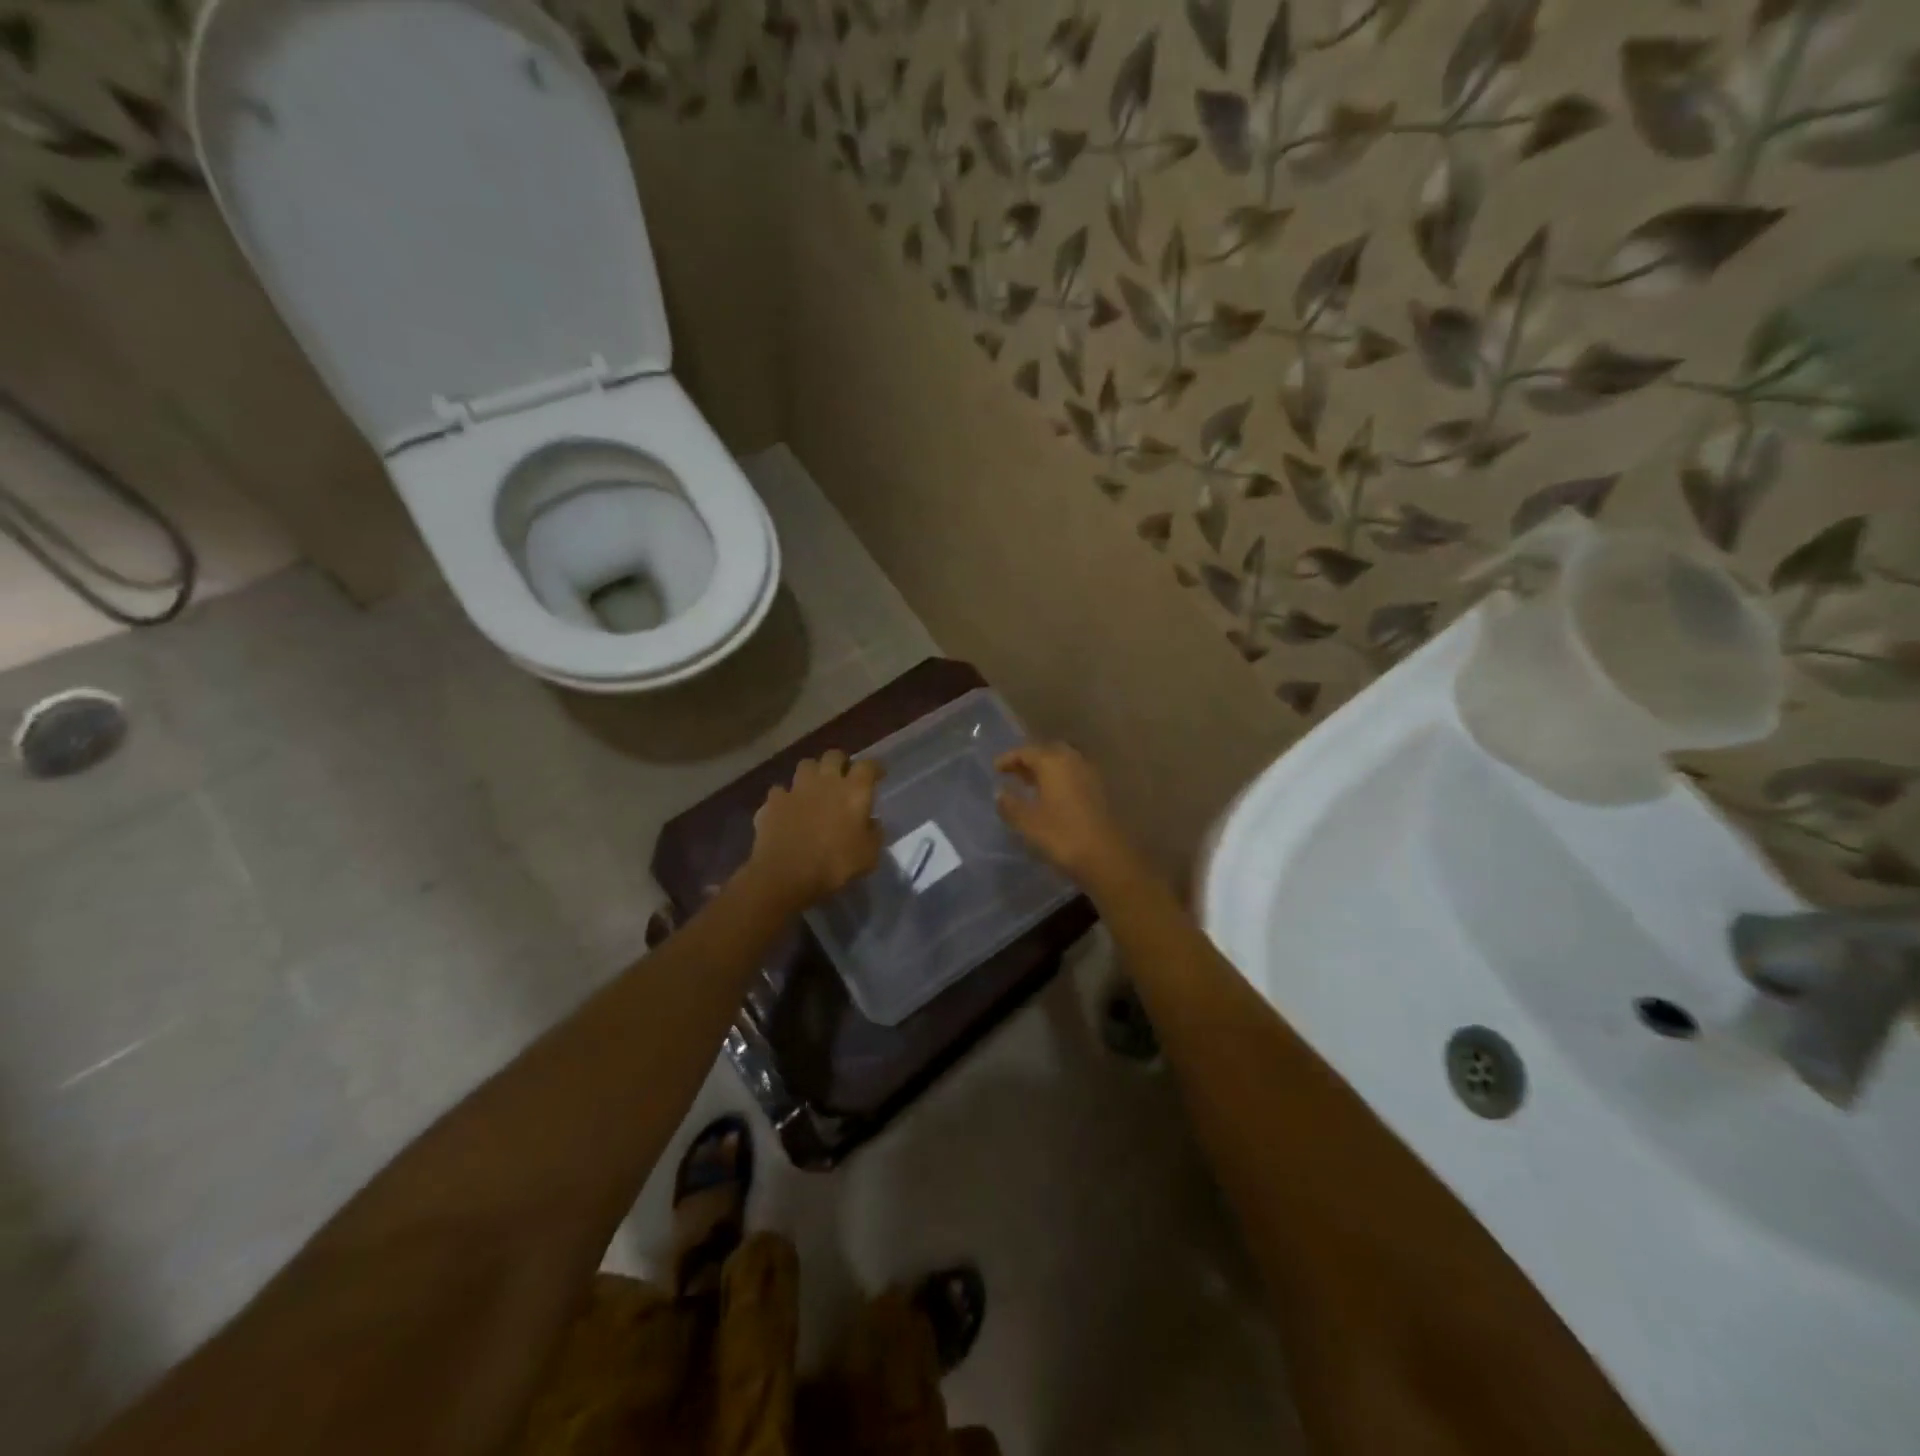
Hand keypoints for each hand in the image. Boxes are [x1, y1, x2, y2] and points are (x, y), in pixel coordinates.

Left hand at [745, 751, 883, 911]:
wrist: (786, 875)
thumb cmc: (835, 865)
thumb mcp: (868, 855)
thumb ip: (874, 833)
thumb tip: (872, 822)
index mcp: (854, 791)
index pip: (868, 766)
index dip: (874, 768)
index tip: (877, 776)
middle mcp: (825, 781)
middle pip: (834, 755)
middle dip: (840, 762)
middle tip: (843, 777)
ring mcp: (796, 788)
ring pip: (805, 765)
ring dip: (812, 774)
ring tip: (814, 788)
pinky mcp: (773, 801)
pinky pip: (780, 791)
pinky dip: (785, 798)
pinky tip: (787, 809)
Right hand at [995, 743, 1142, 890]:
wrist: (1106, 856)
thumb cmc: (1062, 835)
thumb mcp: (1027, 822)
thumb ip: (1010, 804)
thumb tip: (1000, 792)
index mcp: (1053, 762)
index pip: (1026, 751)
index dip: (1009, 758)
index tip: (995, 768)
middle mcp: (1073, 760)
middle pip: (1046, 752)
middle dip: (1028, 760)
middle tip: (1013, 773)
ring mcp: (1089, 774)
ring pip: (1062, 763)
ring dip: (1045, 770)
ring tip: (1029, 785)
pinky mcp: (1100, 790)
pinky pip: (1073, 775)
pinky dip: (1058, 779)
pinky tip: (1050, 797)